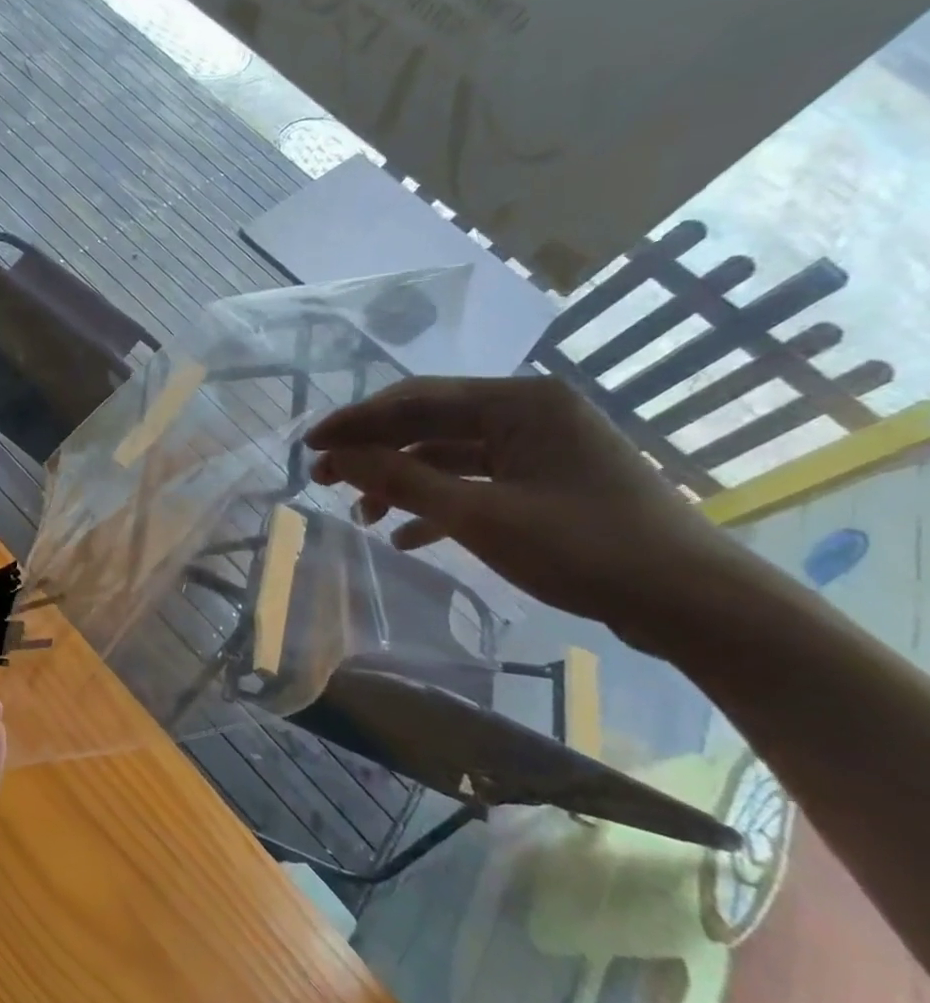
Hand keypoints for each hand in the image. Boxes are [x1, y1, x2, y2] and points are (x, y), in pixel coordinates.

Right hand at [306, 376, 737, 649]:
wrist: (694, 604)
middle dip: (373, 450)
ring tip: (361, 513)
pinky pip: (475, 481)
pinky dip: (437, 503)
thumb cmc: (585, 549)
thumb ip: (402, 480)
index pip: (415, 399)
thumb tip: (337, 457)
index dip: (355, 422)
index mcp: (519, 402)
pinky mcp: (547, 482)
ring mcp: (540, 447)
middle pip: (428, 422)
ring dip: (401, 480)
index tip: (308, 446)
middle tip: (324, 477)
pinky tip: (405, 536)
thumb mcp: (479, 516)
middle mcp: (528, 412)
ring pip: (447, 454)